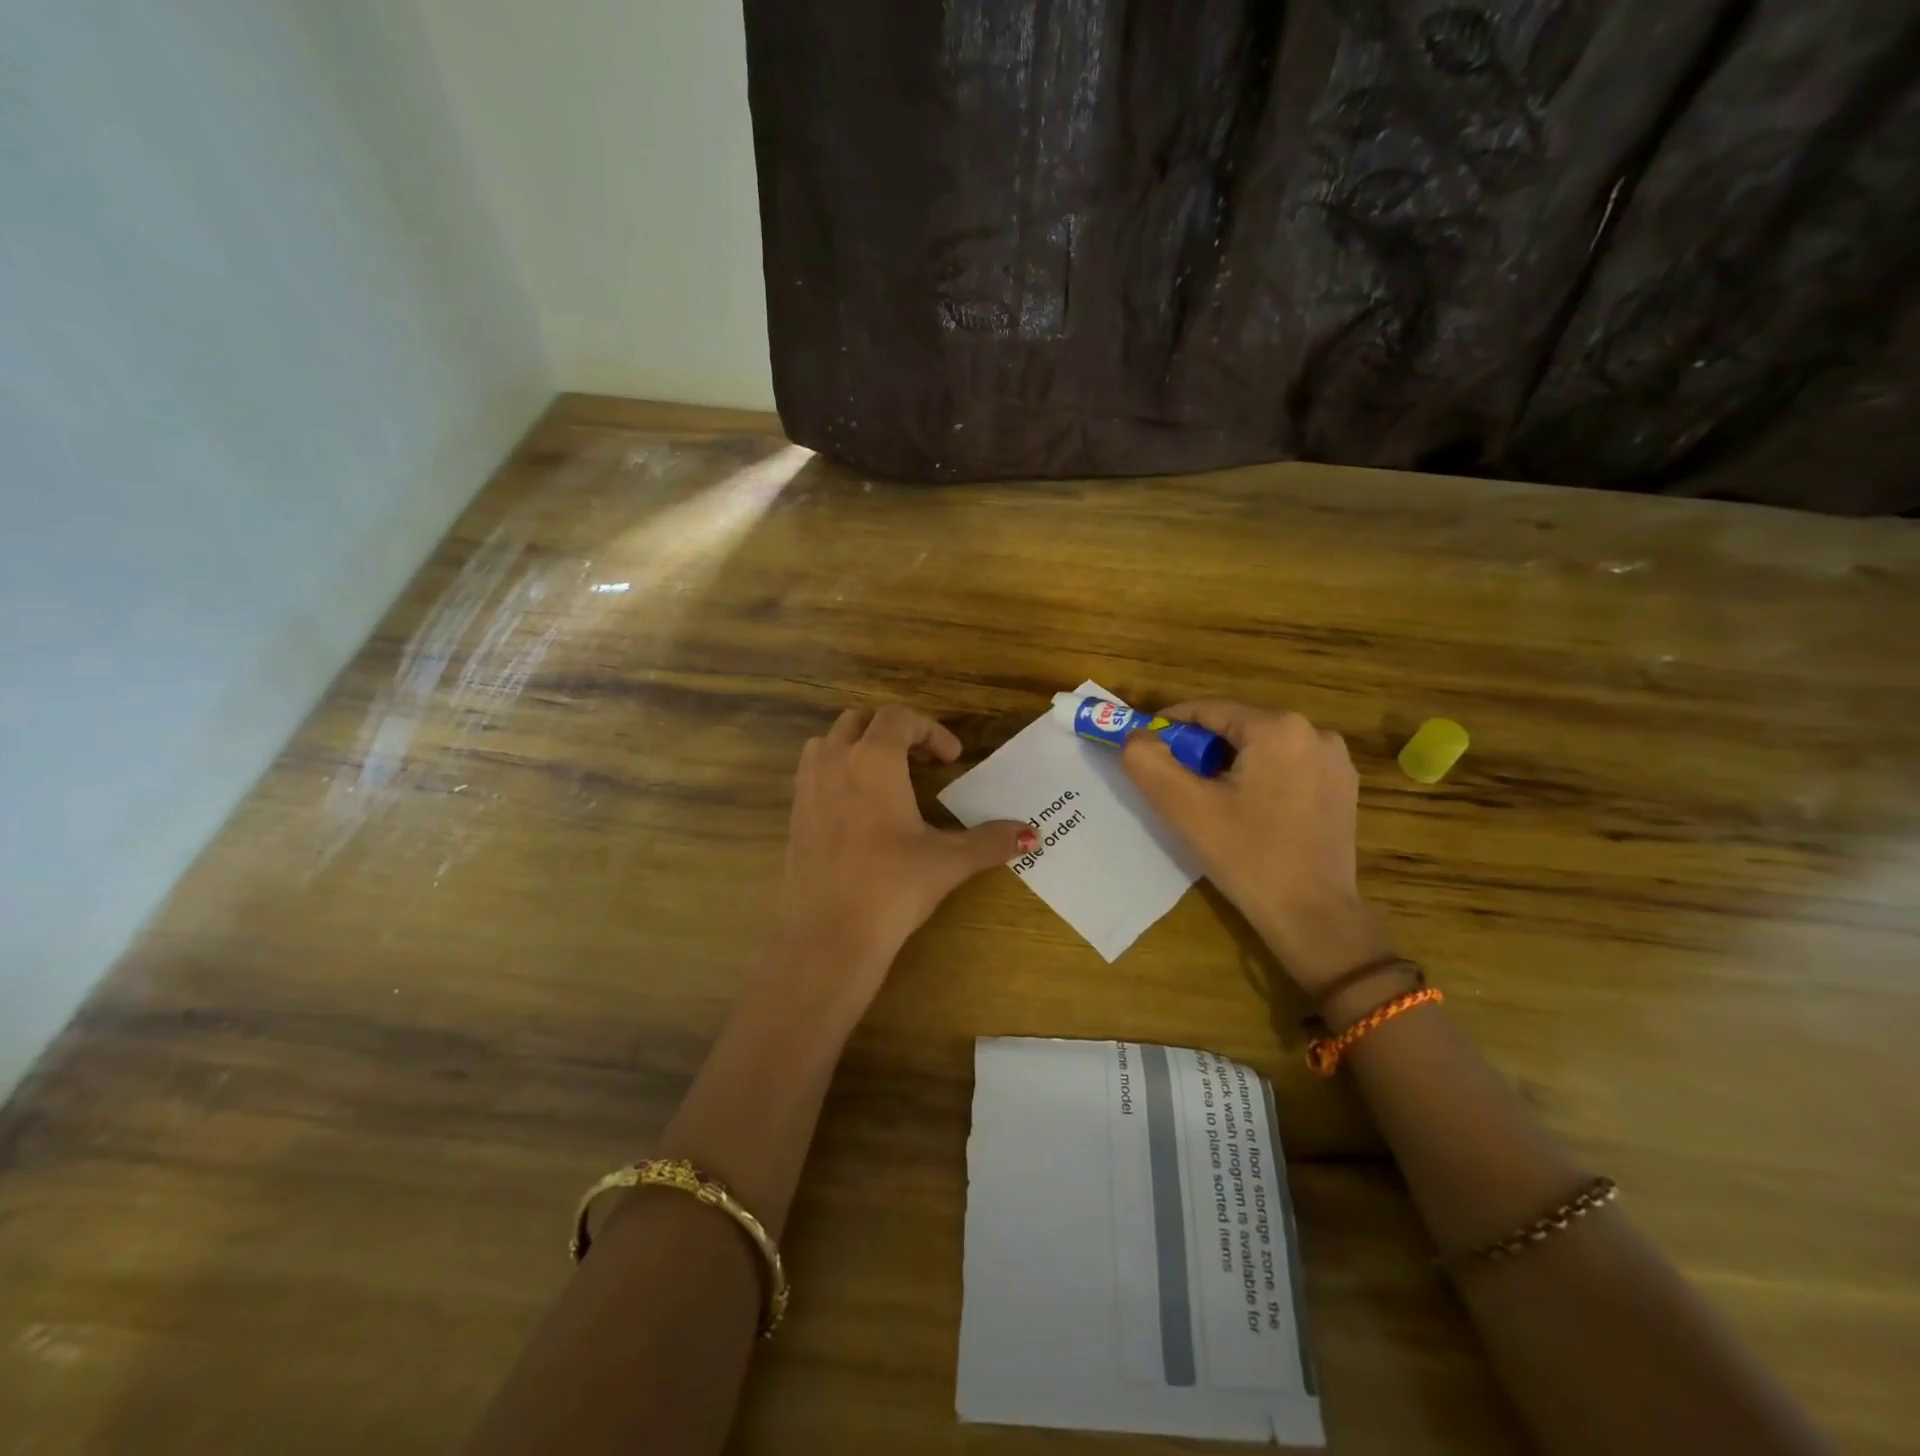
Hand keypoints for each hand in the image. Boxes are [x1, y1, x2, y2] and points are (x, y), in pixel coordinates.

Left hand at [771, 705, 1032, 1014]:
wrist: (829, 936)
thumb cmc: (892, 888)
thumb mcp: (948, 861)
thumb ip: (990, 841)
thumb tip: (1032, 834)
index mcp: (874, 761)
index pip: (899, 718)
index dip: (931, 730)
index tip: (952, 758)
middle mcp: (835, 763)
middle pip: (860, 720)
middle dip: (894, 730)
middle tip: (921, 760)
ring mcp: (808, 788)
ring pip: (829, 741)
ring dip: (858, 745)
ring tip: (885, 776)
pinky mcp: (794, 815)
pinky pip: (812, 771)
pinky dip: (836, 771)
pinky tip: (857, 809)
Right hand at [1120, 700, 1391, 994]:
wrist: (1313, 917)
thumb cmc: (1247, 857)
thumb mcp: (1185, 808)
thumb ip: (1148, 763)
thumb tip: (1134, 738)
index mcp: (1278, 727)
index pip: (1206, 710)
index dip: (1167, 728)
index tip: (1144, 752)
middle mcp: (1314, 732)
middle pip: (1235, 727)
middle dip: (1199, 750)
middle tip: (1175, 785)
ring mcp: (1335, 760)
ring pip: (1260, 747)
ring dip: (1227, 765)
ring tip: (1208, 802)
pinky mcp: (1342, 787)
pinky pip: (1285, 767)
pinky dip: (1258, 779)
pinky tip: (1247, 813)